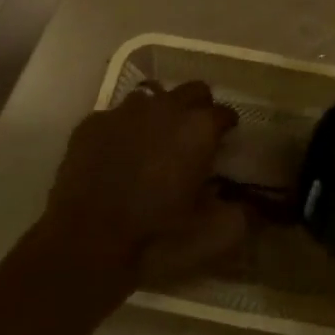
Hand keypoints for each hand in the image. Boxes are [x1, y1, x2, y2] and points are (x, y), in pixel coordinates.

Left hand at [35, 81, 248, 293]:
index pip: (225, 113)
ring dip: (159, 113)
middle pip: (193, 90)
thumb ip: (239, 216)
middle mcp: (165, 108)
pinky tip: (117, 155)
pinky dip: (122, 130)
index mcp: (198, 128)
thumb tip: (249, 206)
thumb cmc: (156, 237)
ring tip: (154, 142)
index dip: (227, 127)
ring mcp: (124, 112)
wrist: (85, 244)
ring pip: (152, 97)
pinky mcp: (91, 123)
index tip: (224, 142)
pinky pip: (114, 116)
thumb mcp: (211, 236)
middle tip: (193, 137)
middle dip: (198, 107)